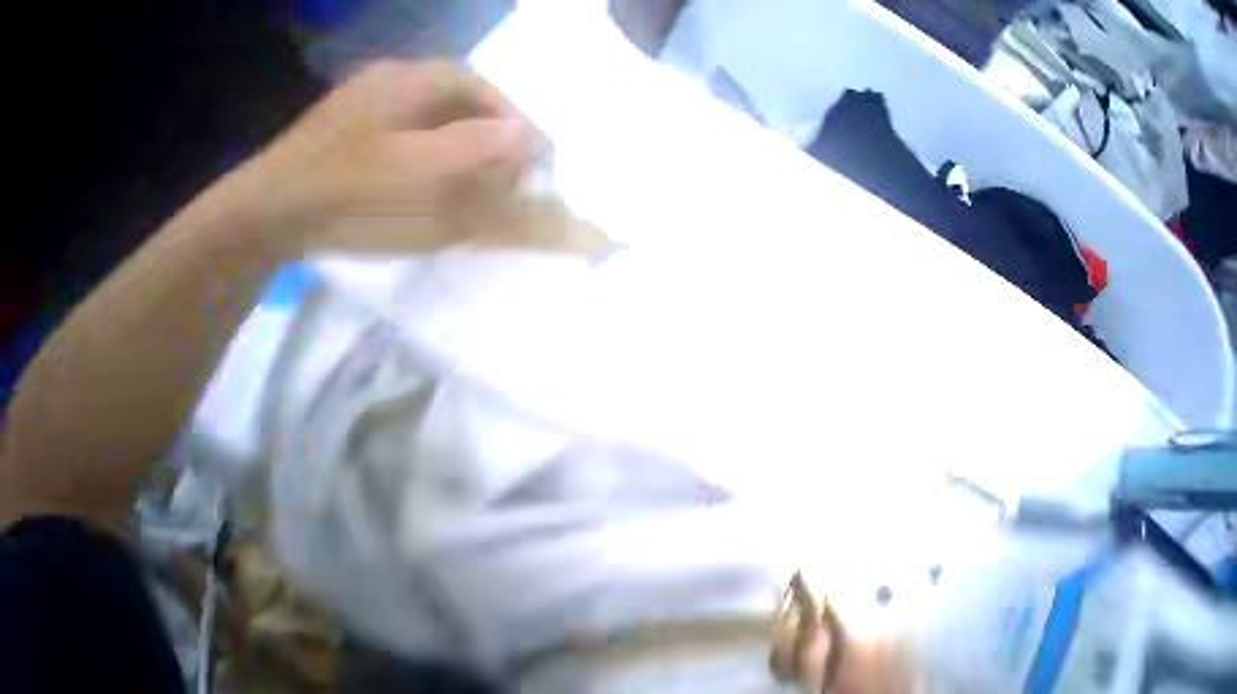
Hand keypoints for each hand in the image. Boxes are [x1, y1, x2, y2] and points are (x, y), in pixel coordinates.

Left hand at [232, 60, 604, 256]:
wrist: (276, 215)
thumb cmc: (355, 197)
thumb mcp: (421, 175)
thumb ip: (474, 150)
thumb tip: (526, 133)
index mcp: (404, 83)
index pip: (476, 86)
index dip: (512, 117)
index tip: (536, 153)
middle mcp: (391, 85)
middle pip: (461, 99)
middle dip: (496, 132)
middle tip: (516, 170)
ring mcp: (375, 110)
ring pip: (443, 118)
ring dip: (474, 144)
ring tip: (491, 180)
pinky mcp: (366, 137)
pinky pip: (422, 136)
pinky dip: (448, 156)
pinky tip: (452, 181)